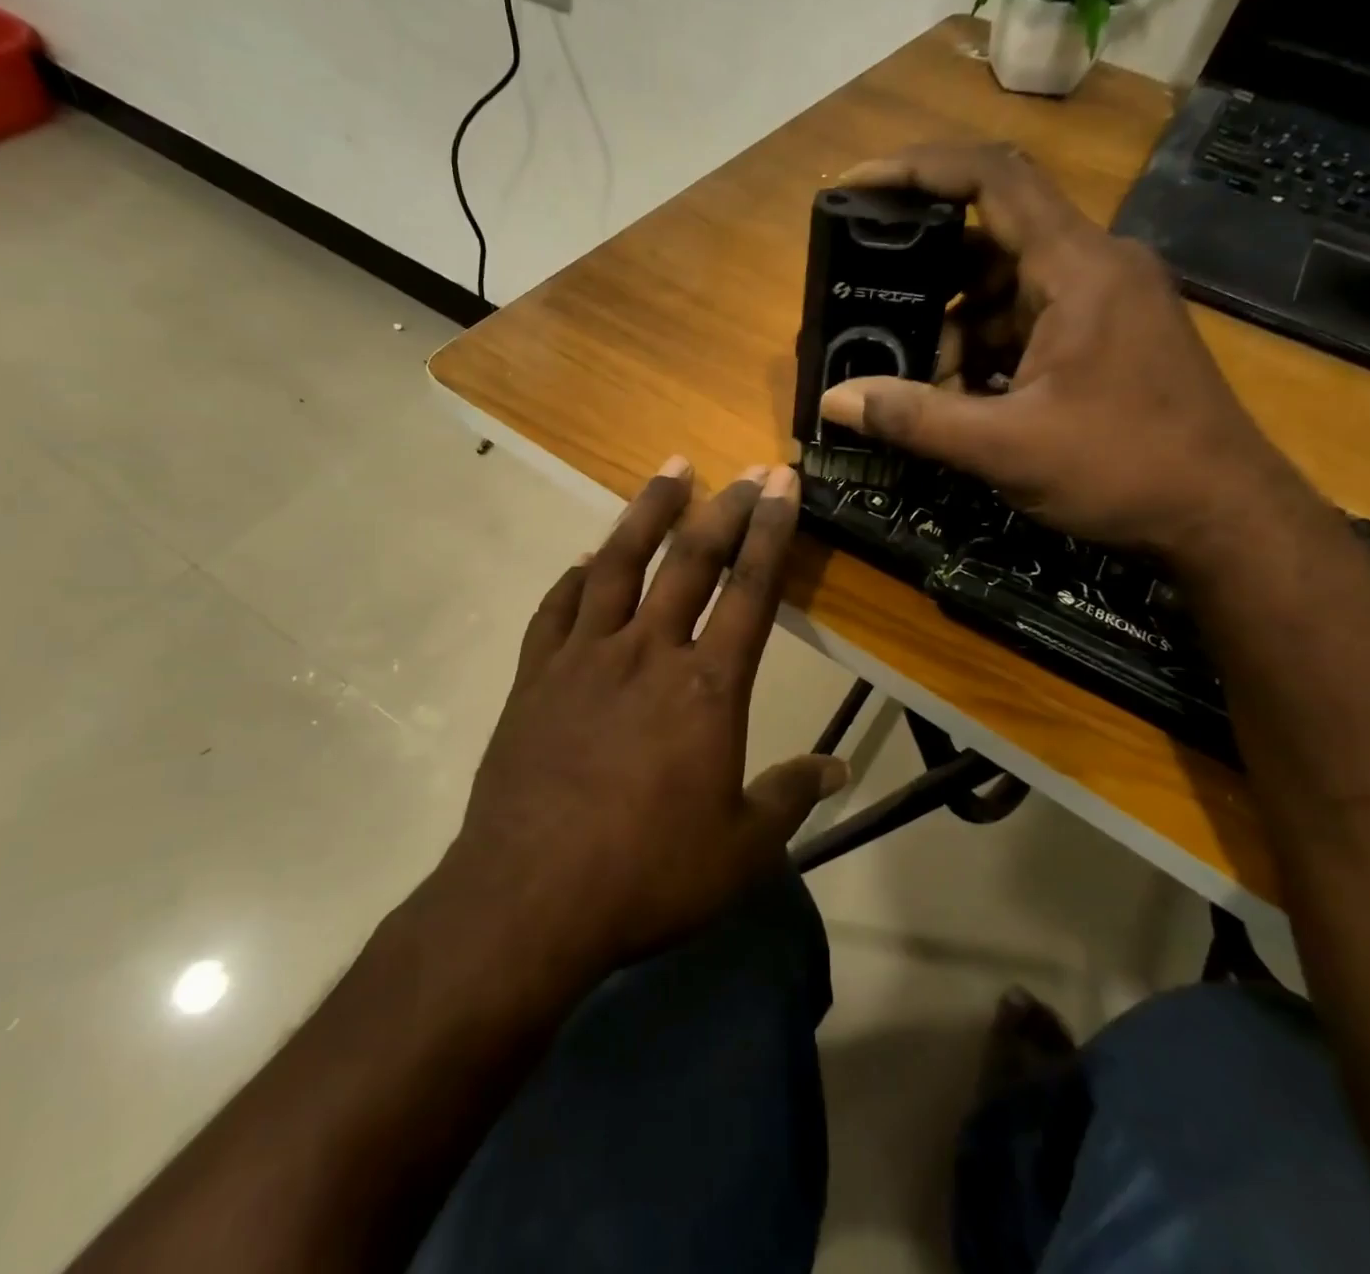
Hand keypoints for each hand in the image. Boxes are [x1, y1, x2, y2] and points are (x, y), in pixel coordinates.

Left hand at [441, 458, 845, 974]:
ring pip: (617, 564)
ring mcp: (584, 658)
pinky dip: (575, 577)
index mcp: (706, 688)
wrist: (530, 898)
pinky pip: (556, 609)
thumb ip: (791, 797)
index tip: (783, 484)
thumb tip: (839, 769)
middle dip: (723, 509)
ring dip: (646, 514)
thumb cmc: (647, 874)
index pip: (750, 590)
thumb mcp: (741, 850)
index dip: (772, 531)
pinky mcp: (534, 676)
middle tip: (742, 471)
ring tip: (668, 472)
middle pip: (689, 561)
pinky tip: (585, 559)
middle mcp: (647, 653)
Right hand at [819, 142, 1306, 562]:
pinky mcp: (1106, 340)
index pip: (993, 179)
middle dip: (927, 283)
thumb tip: (832, 401)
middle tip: (873, 315)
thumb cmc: (1124, 470)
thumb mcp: (1005, 447)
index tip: (859, 184)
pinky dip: (986, 354)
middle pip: (991, 241)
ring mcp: (1103, 305)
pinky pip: (1028, 326)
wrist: (1222, 516)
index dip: (920, 169)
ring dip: (955, 332)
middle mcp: (1094, 268)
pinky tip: (961, 401)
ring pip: (1006, 292)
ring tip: (920, 386)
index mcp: (1078, 268)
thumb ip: (915, 418)